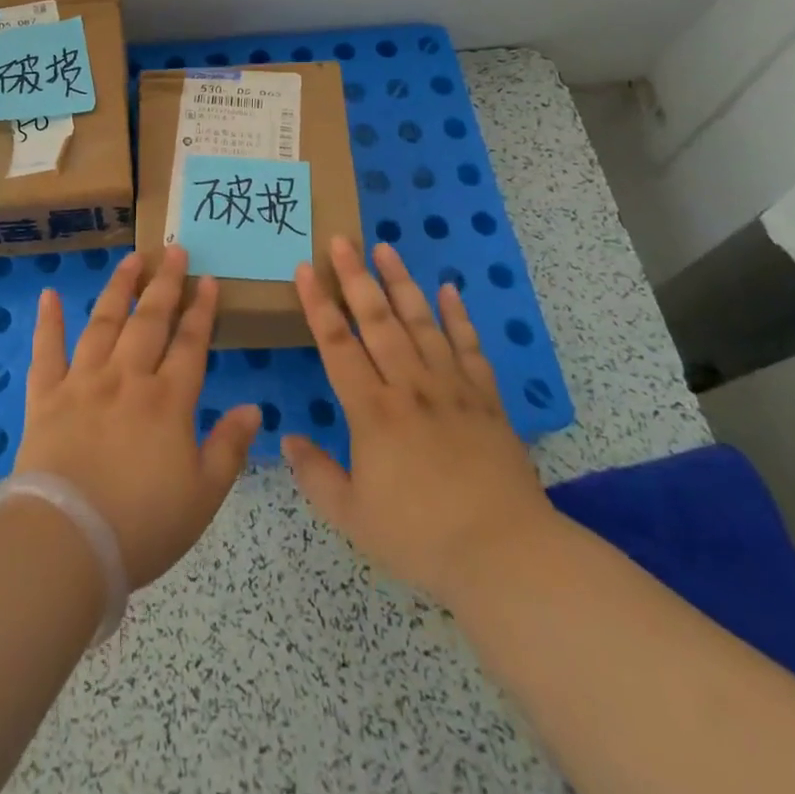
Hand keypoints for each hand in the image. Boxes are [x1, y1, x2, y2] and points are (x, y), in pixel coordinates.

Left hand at [14, 246, 260, 588]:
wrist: (67, 540)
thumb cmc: (142, 524)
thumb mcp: (203, 495)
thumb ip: (229, 447)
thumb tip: (254, 407)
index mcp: (167, 400)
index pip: (190, 343)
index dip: (202, 310)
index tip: (208, 280)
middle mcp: (127, 378)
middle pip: (150, 321)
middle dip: (165, 283)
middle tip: (174, 250)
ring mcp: (83, 382)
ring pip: (104, 323)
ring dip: (119, 288)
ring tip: (131, 259)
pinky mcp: (46, 396)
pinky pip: (47, 351)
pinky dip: (48, 322)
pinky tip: (50, 295)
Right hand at [283, 238, 557, 602]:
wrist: (506, 554)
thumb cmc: (421, 537)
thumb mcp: (352, 517)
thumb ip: (315, 474)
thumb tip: (288, 436)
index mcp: (372, 411)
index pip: (337, 345)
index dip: (318, 304)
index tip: (305, 268)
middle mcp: (409, 386)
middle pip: (377, 320)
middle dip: (356, 277)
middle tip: (341, 239)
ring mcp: (451, 388)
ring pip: (421, 322)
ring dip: (401, 283)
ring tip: (385, 248)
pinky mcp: (486, 400)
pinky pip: (469, 348)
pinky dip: (459, 317)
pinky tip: (450, 290)